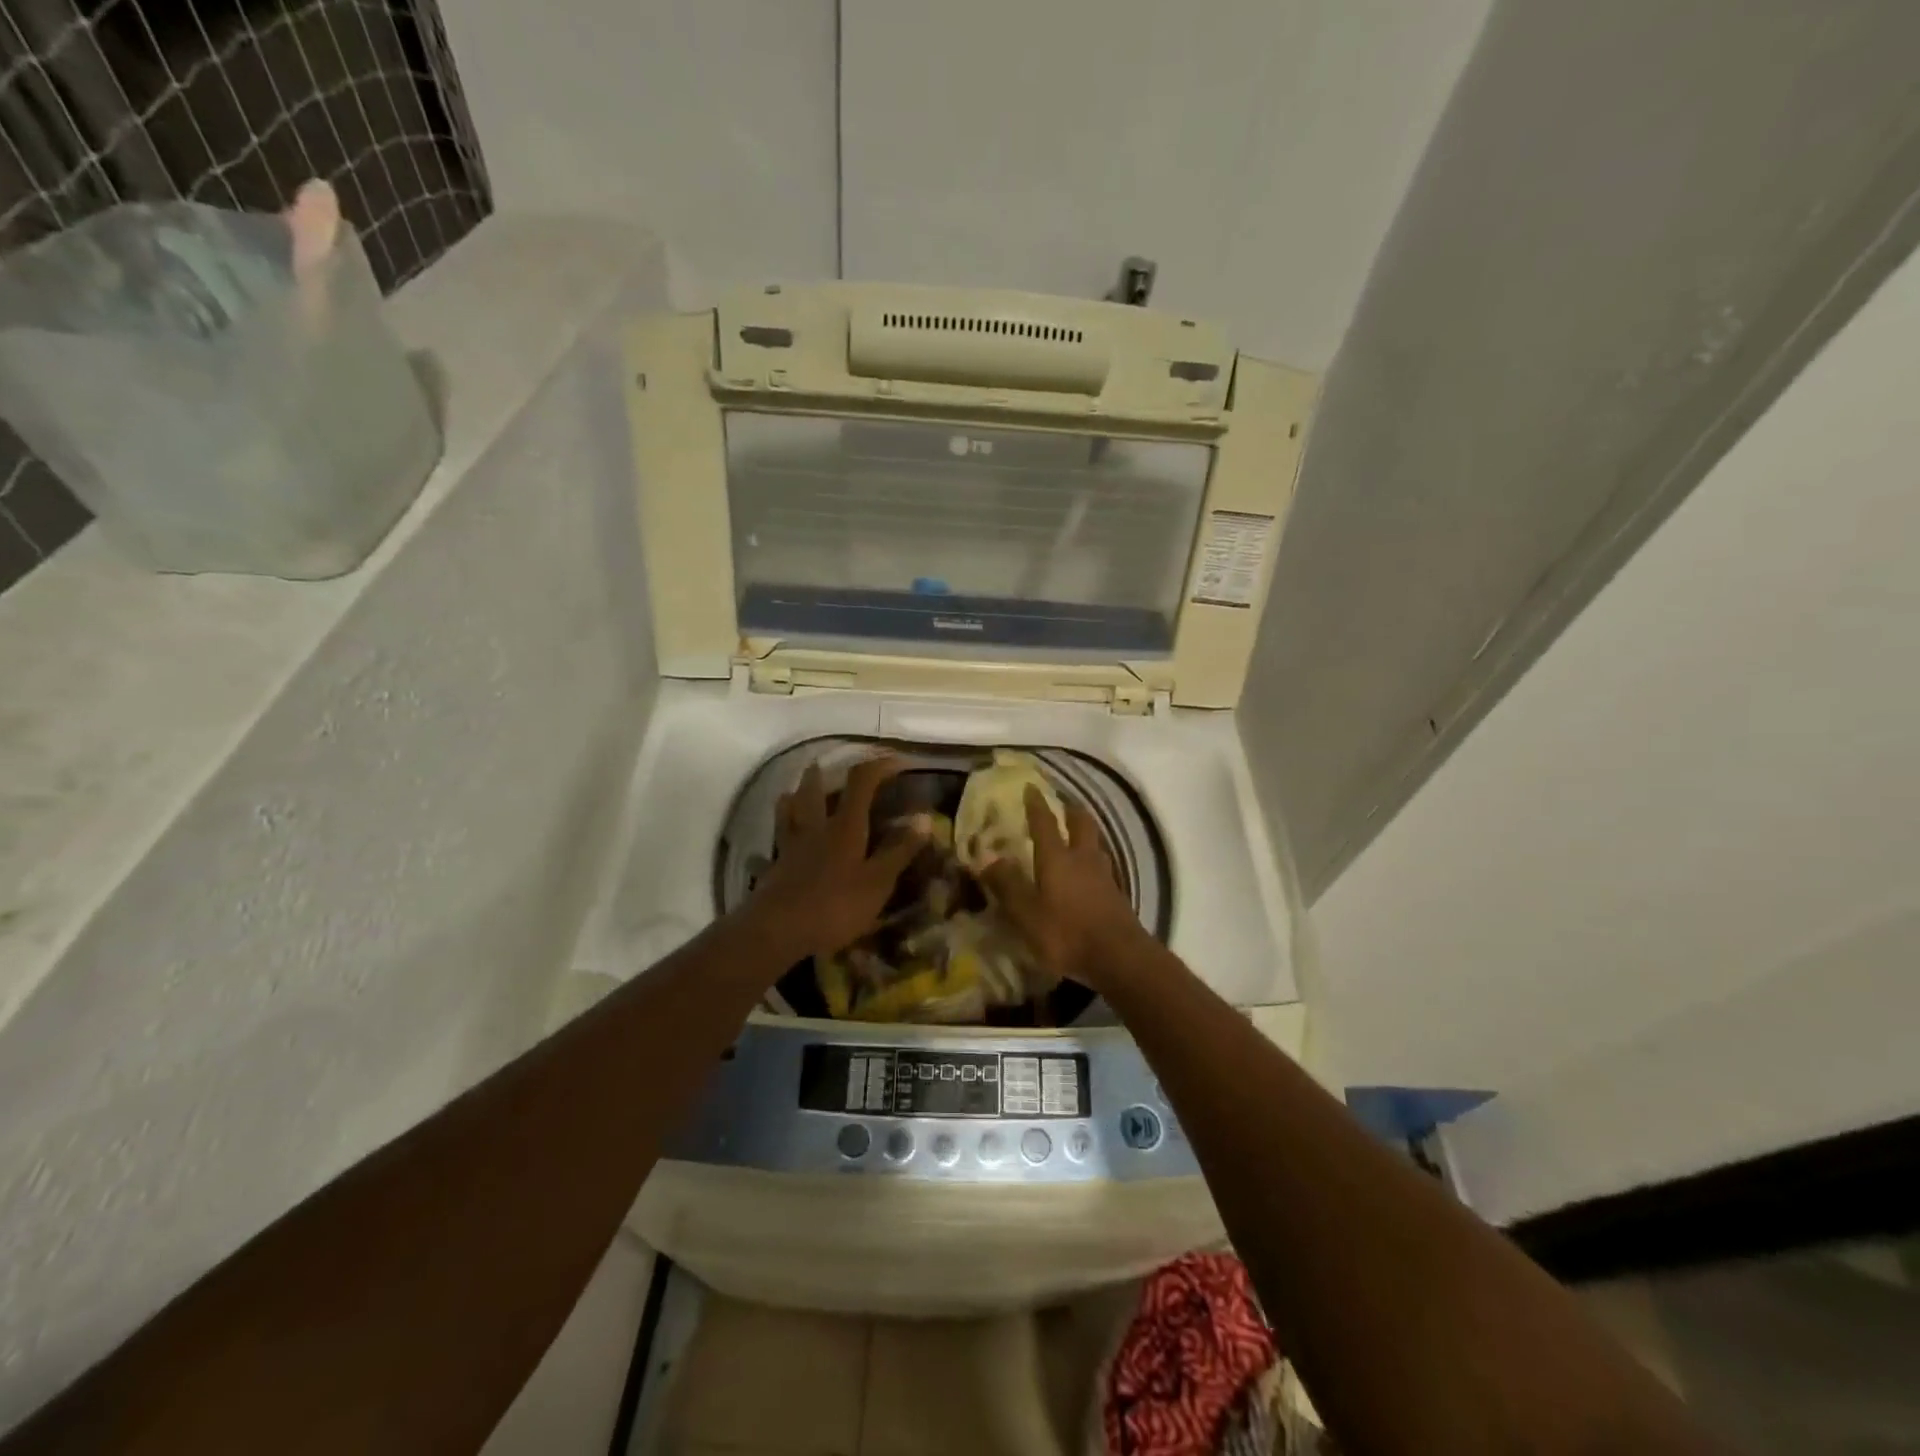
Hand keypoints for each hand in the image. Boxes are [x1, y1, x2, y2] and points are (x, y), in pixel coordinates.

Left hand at [747, 755, 923, 961]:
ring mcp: (791, 846)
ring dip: (794, 796)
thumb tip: (925, 817)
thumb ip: (900, 850)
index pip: (861, 782)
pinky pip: (778, 839)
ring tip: (794, 792)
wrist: (778, 930)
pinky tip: (782, 839)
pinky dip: (781, 830)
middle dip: (822, 774)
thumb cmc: (835, 905)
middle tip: (825, 765)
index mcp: (845, 827)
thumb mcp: (878, 882)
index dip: (879, 766)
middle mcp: (816, 828)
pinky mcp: (775, 867)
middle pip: (814, 790)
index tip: (897, 760)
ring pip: (789, 810)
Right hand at [981, 787, 1147, 988]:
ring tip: (1075, 834)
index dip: (1036, 804)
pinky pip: (1102, 864)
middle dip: (1070, 810)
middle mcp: (1082, 858)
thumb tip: (986, 857)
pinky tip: (1088, 870)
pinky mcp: (1116, 893)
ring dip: (1085, 833)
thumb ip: (1007, 885)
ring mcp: (1104, 875)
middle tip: (1062, 805)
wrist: (1120, 957)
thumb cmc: (1066, 933)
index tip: (1031, 787)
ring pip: (1095, 843)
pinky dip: (1092, 858)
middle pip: (1080, 824)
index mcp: (1057, 858)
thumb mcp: (1027, 914)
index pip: (1045, 823)